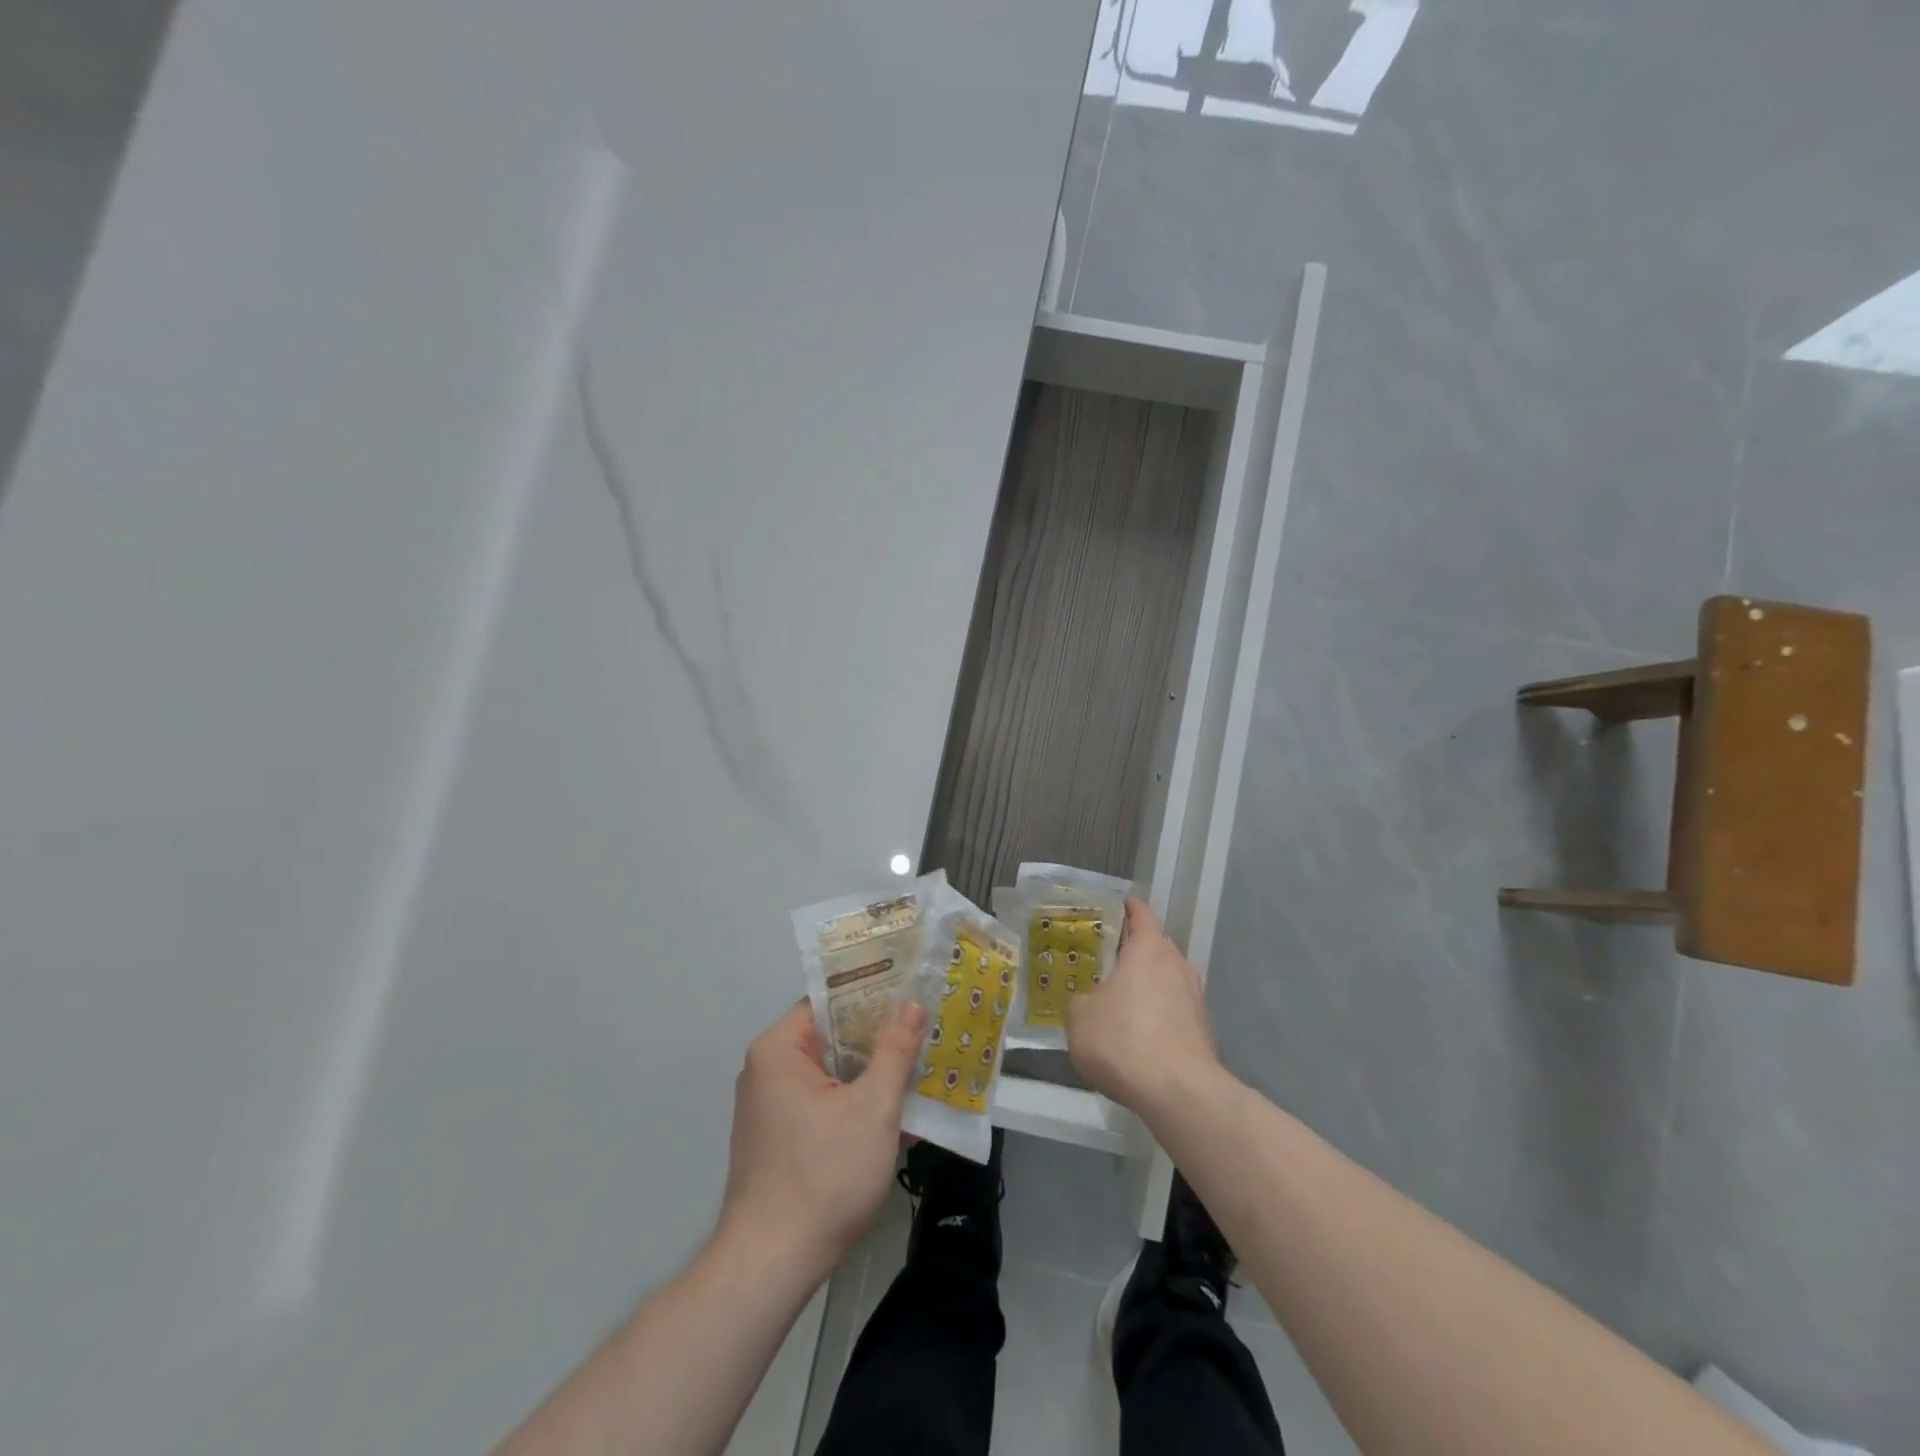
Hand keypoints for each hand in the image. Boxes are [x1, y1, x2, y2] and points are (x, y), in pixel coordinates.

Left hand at [719, 999, 926, 1277]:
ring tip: (922, 1065)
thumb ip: (895, 1051)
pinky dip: (856, 1103)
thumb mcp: (872, 1108)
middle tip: (926, 1026)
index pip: (829, 1000)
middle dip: (880, 1037)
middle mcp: (768, 1070)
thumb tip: (913, 1004)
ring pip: (832, 1073)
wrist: (771, 1266)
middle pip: (832, 1036)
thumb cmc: (823, 1175)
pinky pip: (824, 1103)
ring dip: (873, 1074)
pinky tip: (898, 1114)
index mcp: (779, 1049)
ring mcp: (771, 1107)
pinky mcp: (779, 1139)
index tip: (912, 989)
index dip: (872, 992)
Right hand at [1066, 897, 1219, 1118]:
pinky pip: (1176, 1010)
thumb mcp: (1080, 1018)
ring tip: (1125, 998)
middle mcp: (1177, 965)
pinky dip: (1160, 1014)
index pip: (1141, 915)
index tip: (1118, 905)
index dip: (1129, 908)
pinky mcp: (1204, 1030)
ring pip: (1169, 979)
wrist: (1179, 1092)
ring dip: (1150, 984)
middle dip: (1136, 950)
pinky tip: (1142, 1033)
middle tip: (1110, 958)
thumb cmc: (1123, 1040)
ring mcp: (1196, 998)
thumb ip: (1081, 1001)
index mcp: (1148, 950)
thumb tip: (1088, 1003)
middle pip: (1157, 947)